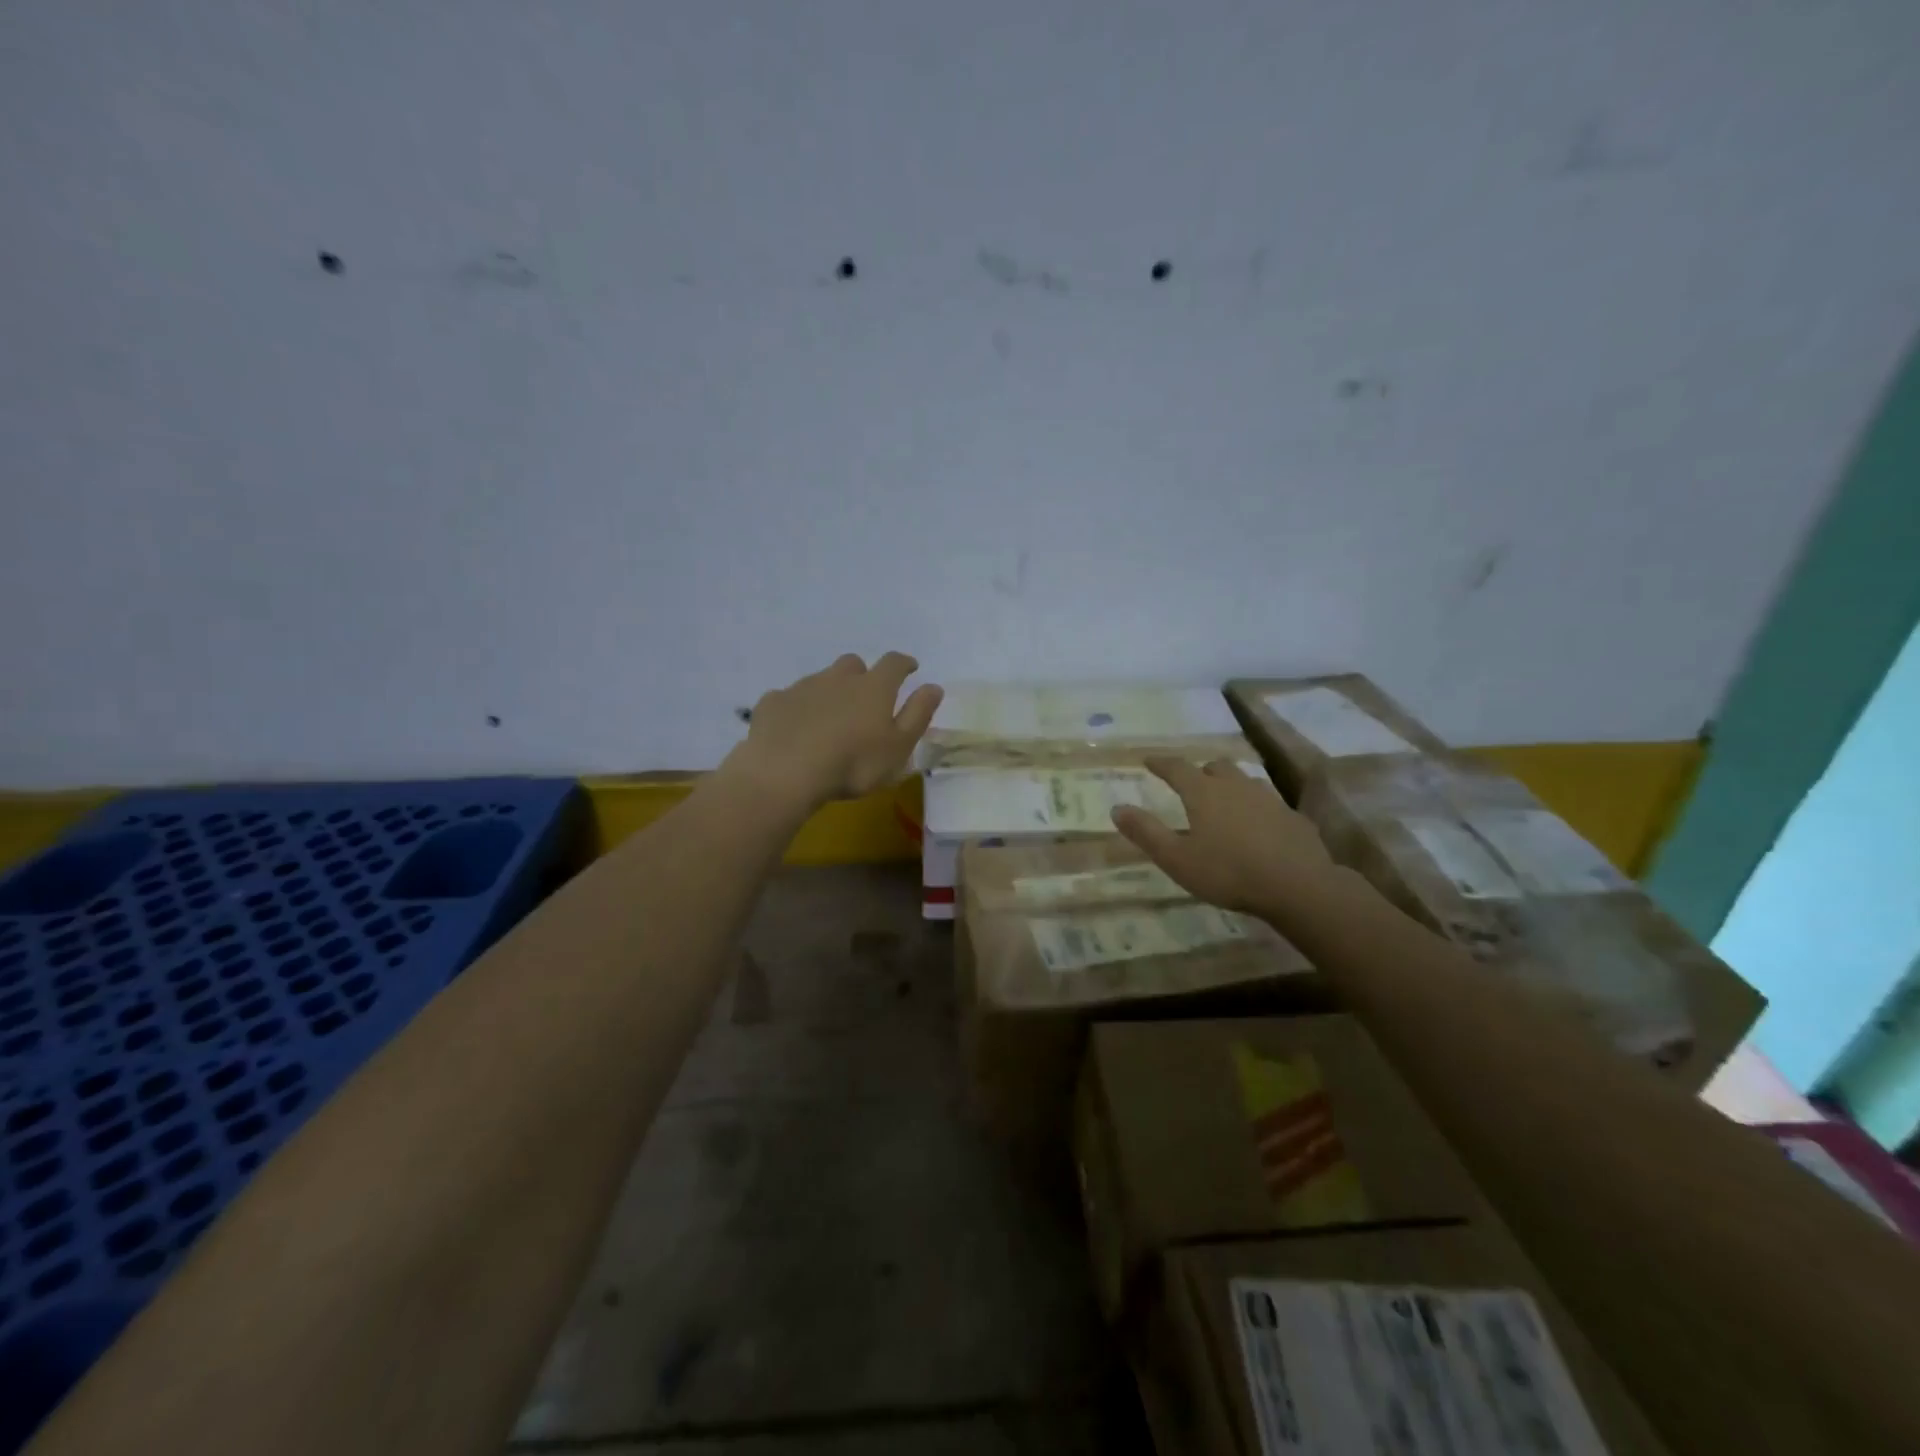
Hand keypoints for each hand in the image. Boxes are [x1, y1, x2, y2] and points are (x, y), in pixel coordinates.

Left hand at [723, 652, 943, 809]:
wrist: (784, 772)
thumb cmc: (853, 764)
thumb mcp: (898, 747)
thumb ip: (918, 714)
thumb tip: (934, 686)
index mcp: (873, 688)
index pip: (894, 663)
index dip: (904, 664)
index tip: (910, 668)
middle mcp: (838, 678)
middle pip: (853, 664)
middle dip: (862, 675)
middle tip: (864, 698)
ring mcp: (802, 687)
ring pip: (820, 680)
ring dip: (829, 692)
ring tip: (829, 720)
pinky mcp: (772, 702)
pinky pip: (789, 699)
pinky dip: (796, 709)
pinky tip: (794, 730)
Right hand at [1110, 756, 1334, 917]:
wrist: (1298, 886)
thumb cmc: (1228, 872)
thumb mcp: (1176, 858)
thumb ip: (1146, 832)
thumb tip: (1117, 808)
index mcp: (1203, 793)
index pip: (1177, 768)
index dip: (1161, 763)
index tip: (1149, 760)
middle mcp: (1235, 787)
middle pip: (1214, 767)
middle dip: (1199, 771)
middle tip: (1190, 784)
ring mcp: (1268, 799)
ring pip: (1244, 781)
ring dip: (1229, 786)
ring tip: (1223, 802)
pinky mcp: (1292, 817)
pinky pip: (1268, 803)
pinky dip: (1255, 808)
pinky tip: (1257, 828)